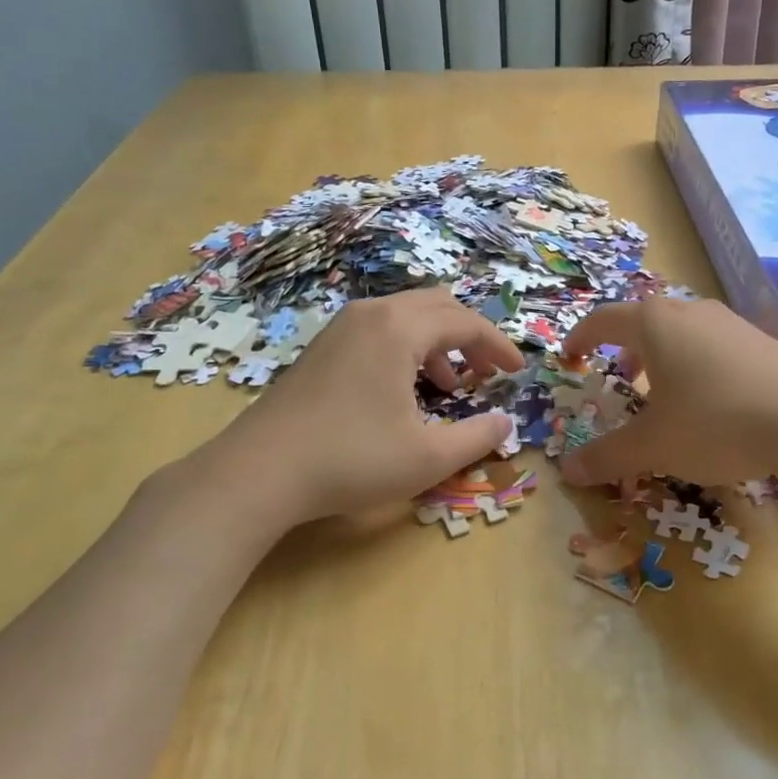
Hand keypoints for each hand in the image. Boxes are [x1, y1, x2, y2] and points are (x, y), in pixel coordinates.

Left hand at [187, 288, 523, 525]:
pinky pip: (380, 330)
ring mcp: (341, 327)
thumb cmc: (351, 459)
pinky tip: (405, 389)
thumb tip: (505, 424)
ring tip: (451, 385)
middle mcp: (371, 314)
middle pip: (437, 306)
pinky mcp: (323, 347)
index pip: (465, 321)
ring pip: (406, 316)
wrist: (259, 472)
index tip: (518, 371)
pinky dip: (407, 348)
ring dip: (438, 342)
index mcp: (400, 328)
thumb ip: (476, 437)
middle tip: (489, 370)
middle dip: (470, 336)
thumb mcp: (427, 457)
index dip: (497, 345)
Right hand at [557, 298, 777, 487]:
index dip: (581, 338)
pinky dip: (697, 365)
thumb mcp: (654, 445)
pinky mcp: (762, 341)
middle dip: (626, 349)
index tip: (570, 357)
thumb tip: (567, 470)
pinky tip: (712, 402)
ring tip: (665, 393)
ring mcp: (731, 323)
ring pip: (683, 331)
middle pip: (645, 320)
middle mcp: (691, 312)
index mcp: (655, 323)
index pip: (603, 320)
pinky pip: (714, 345)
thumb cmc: (715, 422)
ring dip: (663, 357)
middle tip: (620, 377)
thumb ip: (608, 455)